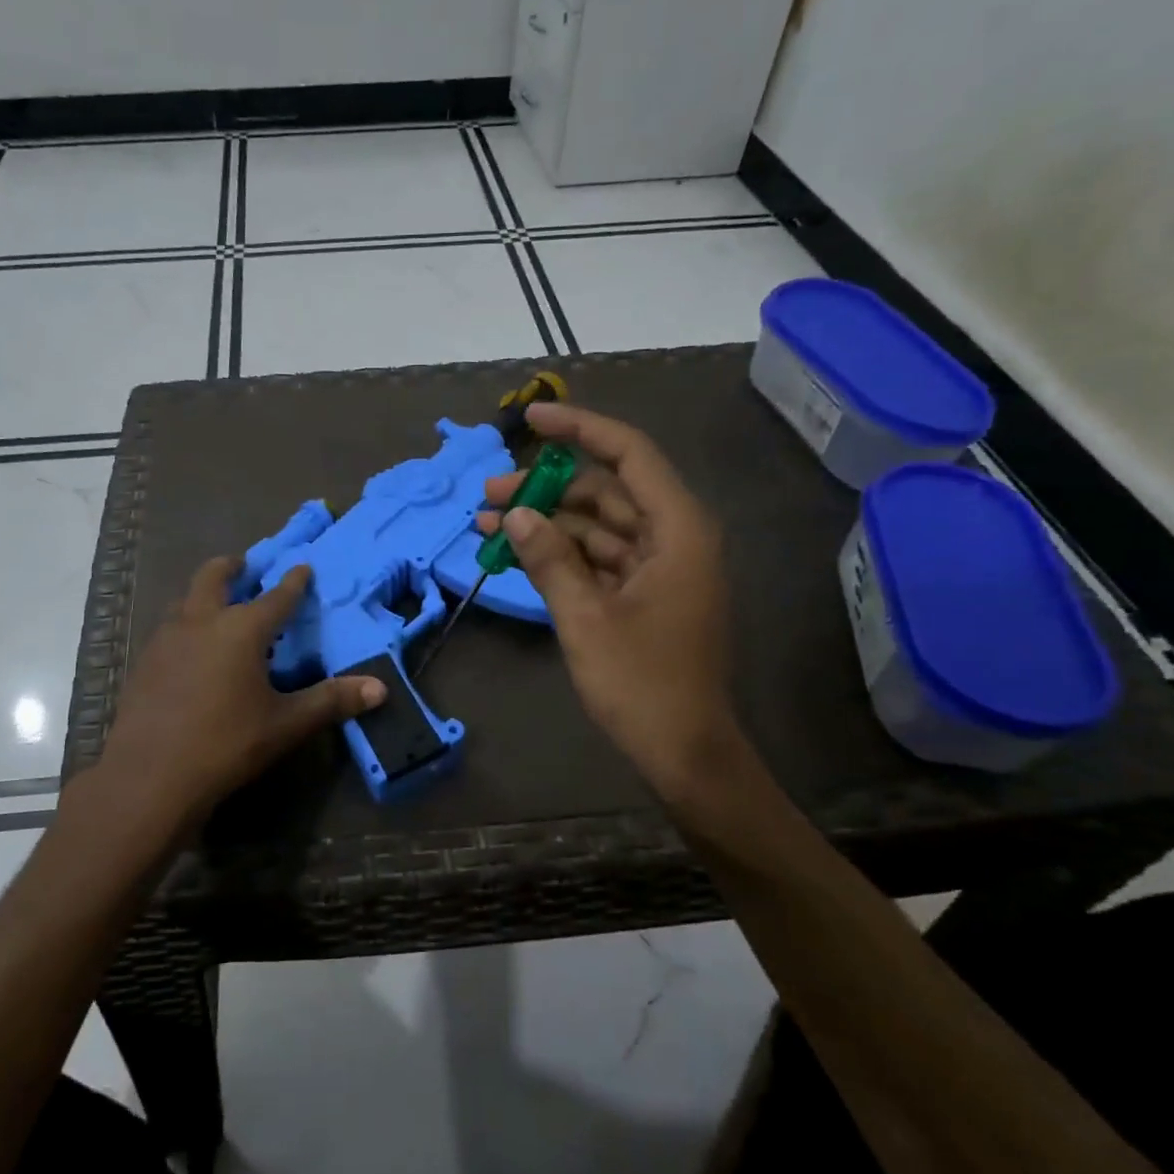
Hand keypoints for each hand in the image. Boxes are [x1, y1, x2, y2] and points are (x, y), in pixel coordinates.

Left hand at [98, 558, 385, 828]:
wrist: (150, 776)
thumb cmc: (226, 743)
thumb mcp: (286, 724)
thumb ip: (331, 701)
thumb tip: (380, 689)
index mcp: (241, 630)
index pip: (276, 597)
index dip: (293, 582)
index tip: (302, 566)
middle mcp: (201, 622)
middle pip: (213, 577)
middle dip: (231, 567)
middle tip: (244, 566)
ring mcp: (166, 640)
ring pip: (185, 600)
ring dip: (203, 595)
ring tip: (217, 606)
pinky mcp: (144, 663)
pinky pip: (168, 630)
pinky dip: (185, 625)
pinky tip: (190, 651)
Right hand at [478, 402, 742, 808]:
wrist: (684, 753)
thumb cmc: (642, 684)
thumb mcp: (585, 618)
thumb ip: (550, 560)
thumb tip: (516, 516)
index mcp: (677, 531)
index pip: (629, 455)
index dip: (580, 430)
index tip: (531, 421)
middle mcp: (673, 538)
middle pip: (606, 492)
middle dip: (547, 489)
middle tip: (489, 494)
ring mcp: (660, 569)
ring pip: (598, 527)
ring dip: (548, 524)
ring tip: (489, 526)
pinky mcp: (645, 596)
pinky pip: (599, 559)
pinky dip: (562, 555)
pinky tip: (519, 554)